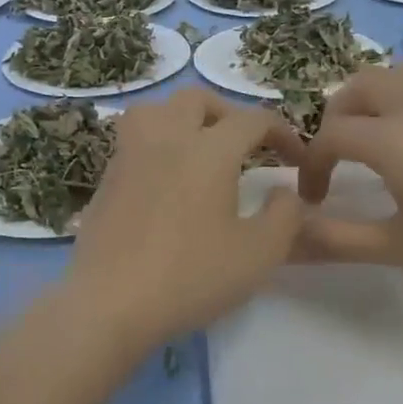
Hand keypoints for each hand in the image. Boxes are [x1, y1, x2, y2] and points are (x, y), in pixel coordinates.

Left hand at [66, 88, 305, 350]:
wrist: (110, 303)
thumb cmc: (191, 276)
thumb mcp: (259, 253)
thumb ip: (285, 216)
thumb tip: (285, 193)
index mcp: (209, 150)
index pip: (253, 120)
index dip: (282, 134)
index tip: (296, 161)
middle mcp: (166, 139)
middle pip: (197, 100)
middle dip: (229, 114)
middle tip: (245, 145)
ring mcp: (129, 156)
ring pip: (155, 110)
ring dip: (183, 119)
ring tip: (198, 150)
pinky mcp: (106, 180)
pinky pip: (134, 142)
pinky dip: (157, 146)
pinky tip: (166, 182)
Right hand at [295, 63, 402, 302]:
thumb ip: (338, 240)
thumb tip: (287, 241)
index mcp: (394, 137)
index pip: (330, 136)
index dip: (312, 166)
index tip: (315, 201)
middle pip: (356, 89)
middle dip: (335, 120)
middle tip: (338, 161)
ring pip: (393, 77)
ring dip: (369, 102)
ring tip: (374, 144)